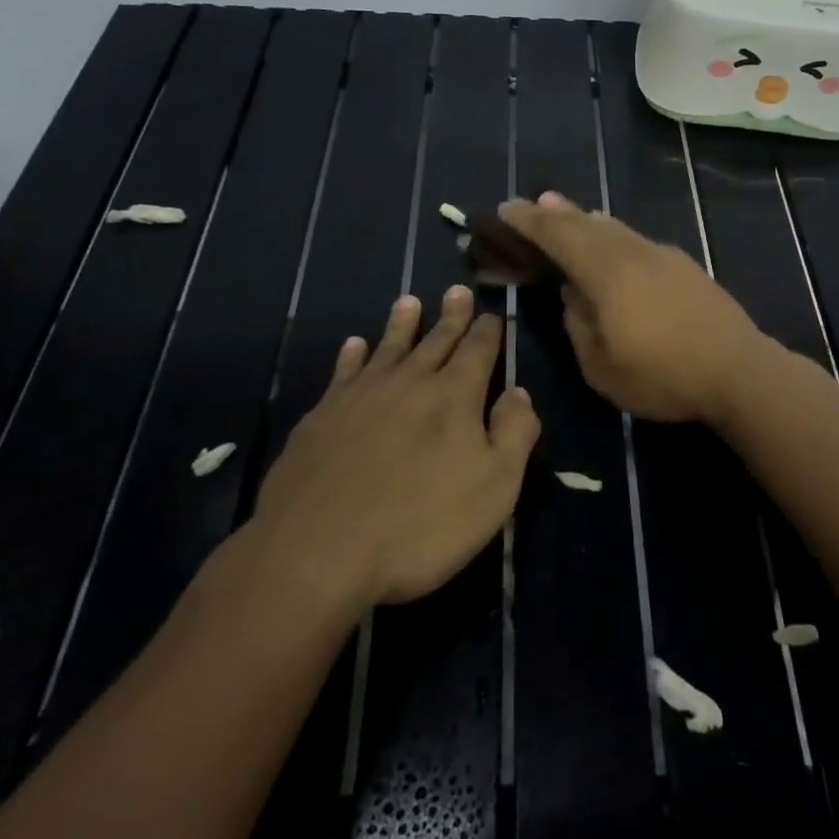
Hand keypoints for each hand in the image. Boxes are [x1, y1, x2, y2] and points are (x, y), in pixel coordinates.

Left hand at [248, 286, 539, 608]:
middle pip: (436, 340)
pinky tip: (354, 345)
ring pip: (388, 347)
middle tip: (457, 289)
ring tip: (408, 301)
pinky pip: (344, 372)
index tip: (494, 313)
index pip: (479, 350)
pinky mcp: (323, 416)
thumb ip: (514, 434)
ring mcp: (362, 396)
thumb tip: (519, 392)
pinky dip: (352, 355)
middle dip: (452, 316)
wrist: (319, 549)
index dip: (489, 330)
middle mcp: (409, 382)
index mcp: (454, 396)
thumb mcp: (494, 488)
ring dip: (402, 324)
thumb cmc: (420, 524)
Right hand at [498, 192, 767, 422]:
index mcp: (606, 272)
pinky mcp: (683, 265)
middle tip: (531, 204)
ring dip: (585, 220)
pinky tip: (614, 244)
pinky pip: (635, 239)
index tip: (505, 209)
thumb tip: (573, 294)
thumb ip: (578, 325)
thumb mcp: (602, 366)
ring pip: (614, 227)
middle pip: (586, 222)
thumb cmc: (663, 375)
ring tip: (568, 215)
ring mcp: (662, 255)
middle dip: (555, 212)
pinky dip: (612, 235)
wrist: (738, 370)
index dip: (528, 221)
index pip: (557, 235)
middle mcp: (632, 252)